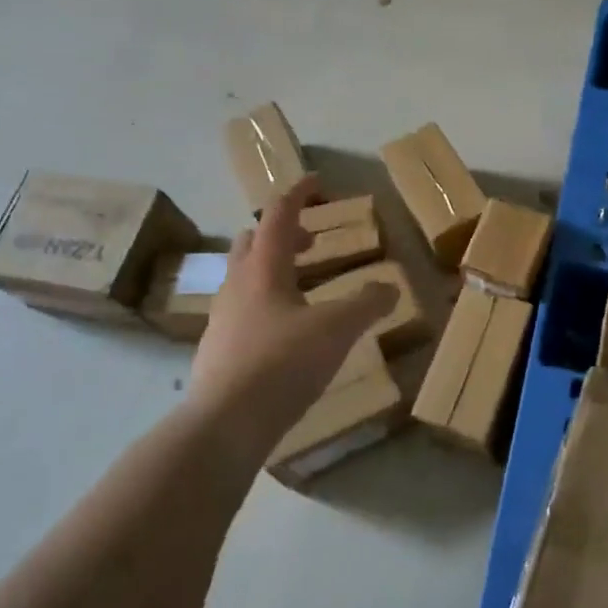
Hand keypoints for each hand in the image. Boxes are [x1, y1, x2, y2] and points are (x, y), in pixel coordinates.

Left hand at [189, 176, 395, 449]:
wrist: (224, 425)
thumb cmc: (281, 363)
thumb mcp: (336, 330)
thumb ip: (366, 304)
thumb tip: (389, 287)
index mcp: (263, 268)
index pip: (278, 214)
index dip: (298, 194)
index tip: (316, 182)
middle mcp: (237, 285)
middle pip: (253, 241)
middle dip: (282, 234)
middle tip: (310, 243)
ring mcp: (222, 318)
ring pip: (245, 277)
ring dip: (272, 270)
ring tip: (303, 289)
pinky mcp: (217, 349)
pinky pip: (242, 310)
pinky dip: (265, 305)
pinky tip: (285, 333)